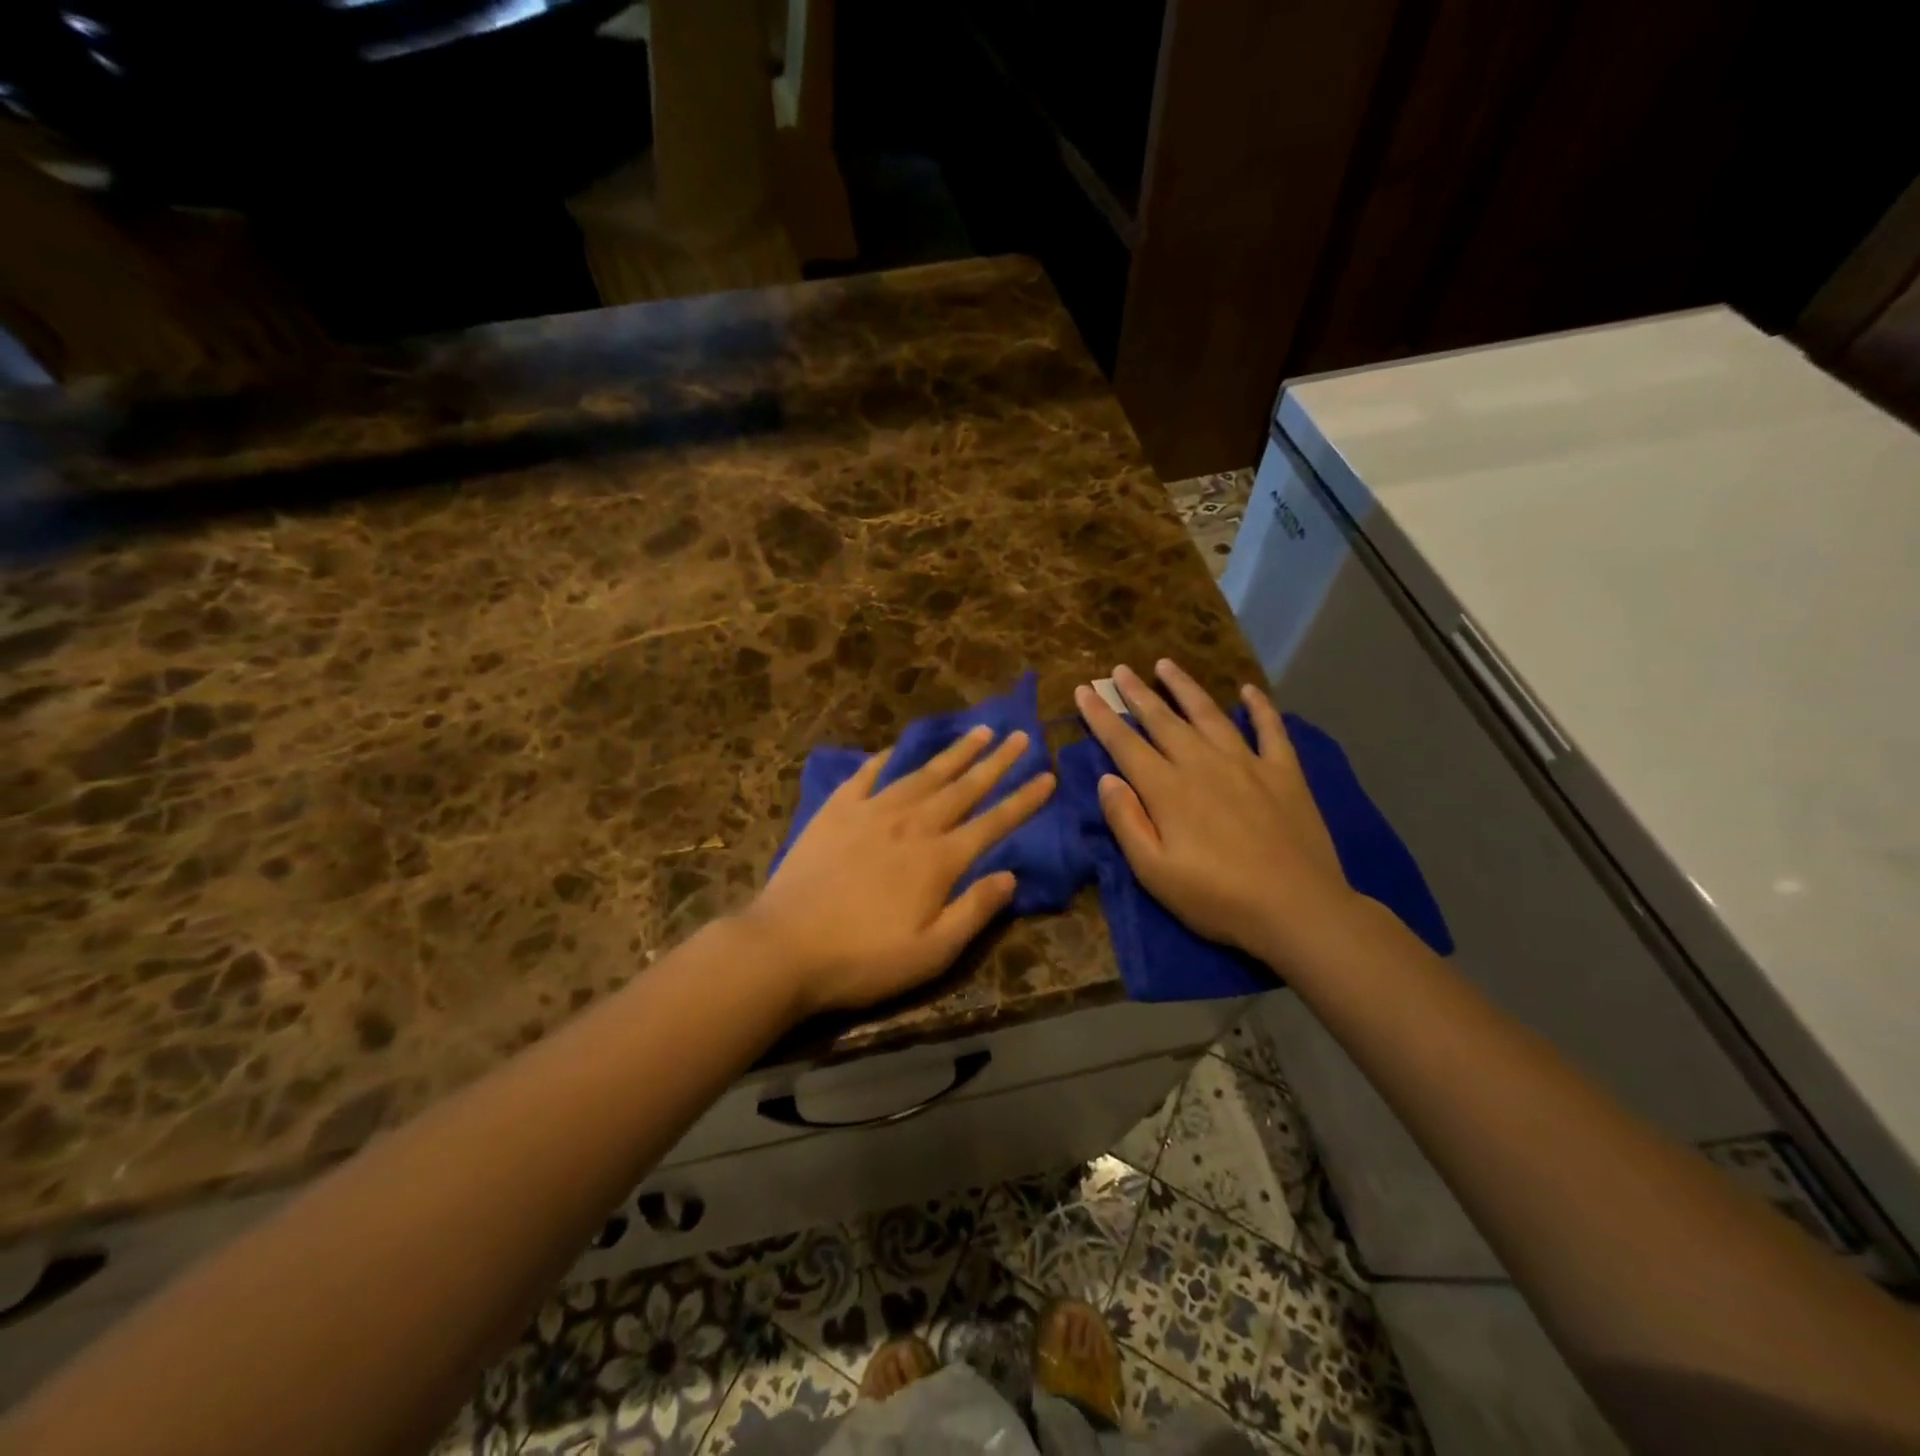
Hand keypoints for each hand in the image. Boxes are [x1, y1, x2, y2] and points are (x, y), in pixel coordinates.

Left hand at [744, 727, 1055, 1016]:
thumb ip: (975, 910)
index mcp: (939, 859)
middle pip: (963, 787)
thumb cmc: (863, 959)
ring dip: (953, 753)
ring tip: (978, 731)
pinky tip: (895, 750)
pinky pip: (866, 776)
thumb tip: (1010, 876)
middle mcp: (912, 825)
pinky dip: (885, 760)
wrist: (784, 947)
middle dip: (996, 761)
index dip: (1023, 799)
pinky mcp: (835, 812)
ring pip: (922, 774)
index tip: (1047, 775)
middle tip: (1020, 735)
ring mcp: (871, 813)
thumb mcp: (932, 952)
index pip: (993, 821)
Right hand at [1073, 660, 1357, 967]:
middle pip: (1162, 720)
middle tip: (1119, 670)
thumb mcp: (1154, 872)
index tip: (1084, 691)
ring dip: (1185, 687)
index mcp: (1167, 789)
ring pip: (1208, 714)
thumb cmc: (1217, 898)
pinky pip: (1270, 729)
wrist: (1297, 909)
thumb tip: (1106, 779)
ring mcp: (1246, 763)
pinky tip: (1249, 690)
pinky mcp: (1284, 772)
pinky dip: (1260, 707)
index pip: (1124, 743)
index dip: (1101, 716)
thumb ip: (1127, 821)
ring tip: (1166, 664)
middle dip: (1137, 693)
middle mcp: (1202, 764)